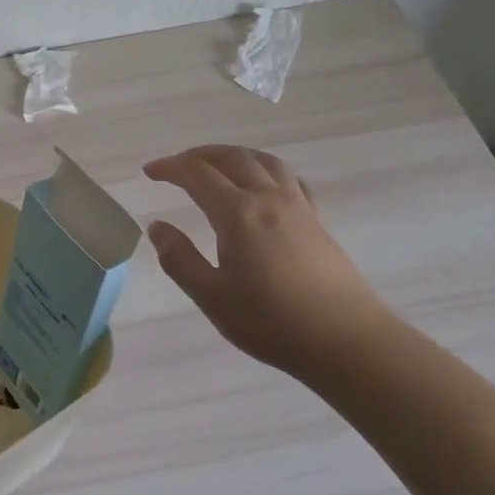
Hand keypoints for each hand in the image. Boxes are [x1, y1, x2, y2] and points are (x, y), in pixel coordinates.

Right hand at [144, 144, 391, 378]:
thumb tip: (158, 226)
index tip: (149, 171)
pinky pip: (289, 178)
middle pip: (231, 157)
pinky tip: (263, 185)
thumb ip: (179, 258)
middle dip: (199, 155)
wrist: (345, 340)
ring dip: (234, 155)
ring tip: (217, 166)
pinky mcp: (317, 221)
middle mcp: (268, 198)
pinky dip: (265, 170)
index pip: (197, 174)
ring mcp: (298, 206)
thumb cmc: (271, 321)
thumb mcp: (212, 296)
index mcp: (237, 213)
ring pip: (263, 161)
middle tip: (177, 166)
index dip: (170, 168)